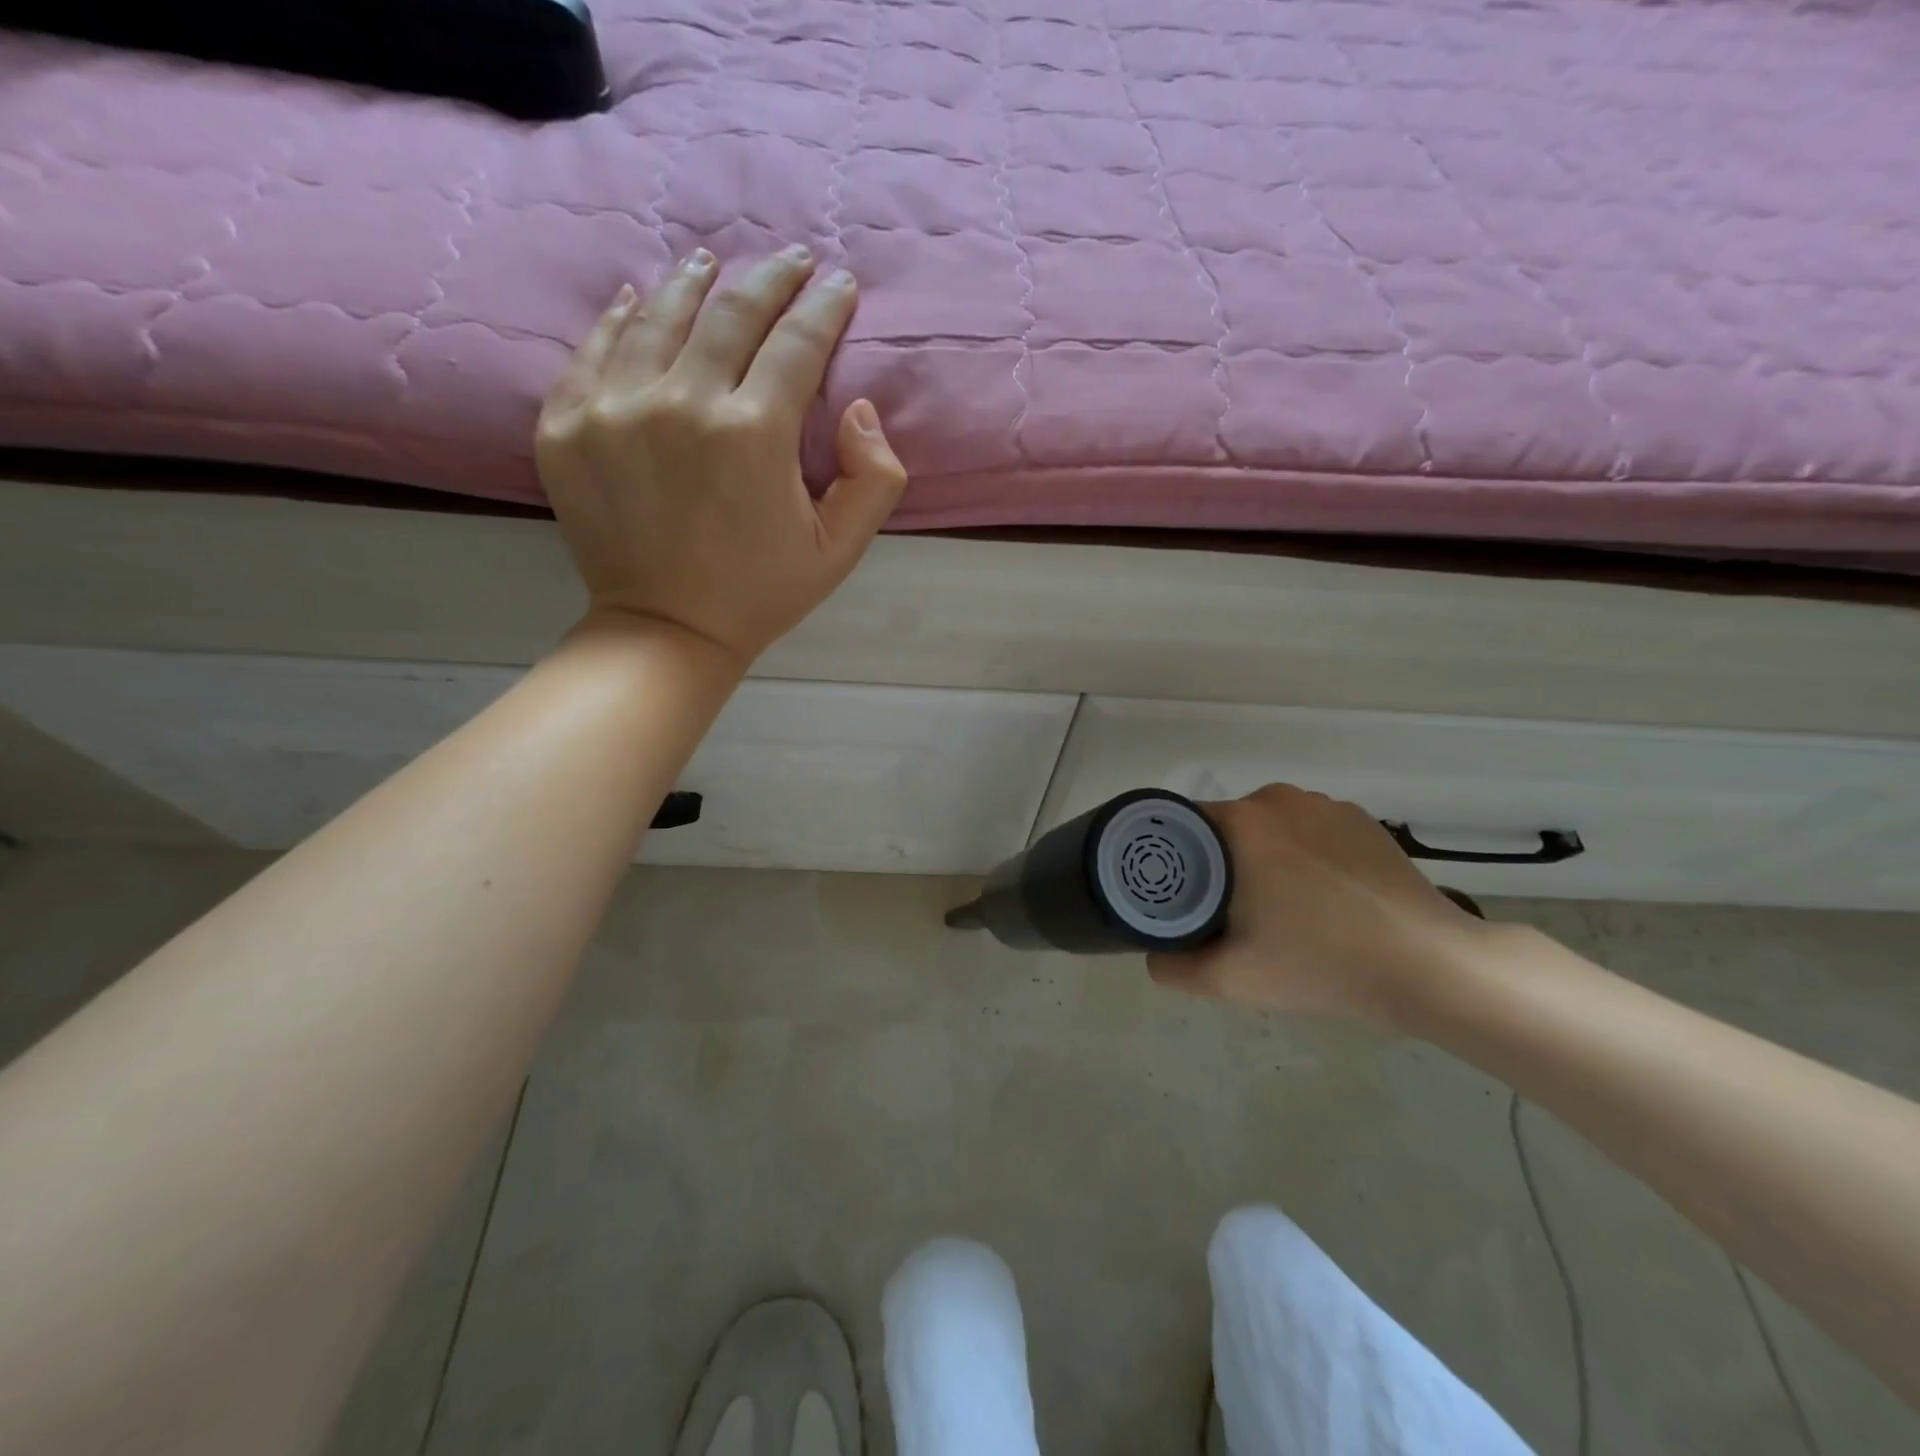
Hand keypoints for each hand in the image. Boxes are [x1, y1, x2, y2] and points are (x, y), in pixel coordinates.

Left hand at [536, 246, 907, 666]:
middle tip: (791, 260)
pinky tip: (643, 300)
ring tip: (714, 265)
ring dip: (696, 282)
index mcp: (754, 434)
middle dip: (771, 278)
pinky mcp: (566, 423)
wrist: (667, 629)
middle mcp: (682, 403)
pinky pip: (596, 347)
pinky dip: (623, 316)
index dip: (824, 306)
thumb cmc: (762, 592)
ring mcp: (614, 408)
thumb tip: (859, 408)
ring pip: (660, 315)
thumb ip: (874, 478)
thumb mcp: (841, 550)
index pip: (797, 342)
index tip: (839, 283)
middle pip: (732, 312)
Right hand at [1147, 784, 1492, 1025]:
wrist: (1431, 967)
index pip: (1182, 826)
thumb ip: (1175, 970)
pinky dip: (1304, 854)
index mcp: (1241, 823)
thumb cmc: (1322, 963)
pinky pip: (1310, 830)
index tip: (1183, 896)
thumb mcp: (1233, 980)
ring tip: (1280, 907)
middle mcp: (1278, 799)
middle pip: (1225, 826)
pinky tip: (1324, 897)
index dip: (1175, 860)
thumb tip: (1153, 959)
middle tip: (1229, 912)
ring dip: (1263, 856)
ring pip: (1269, 826)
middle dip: (1220, 862)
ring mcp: (1326, 805)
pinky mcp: (1363, 820)